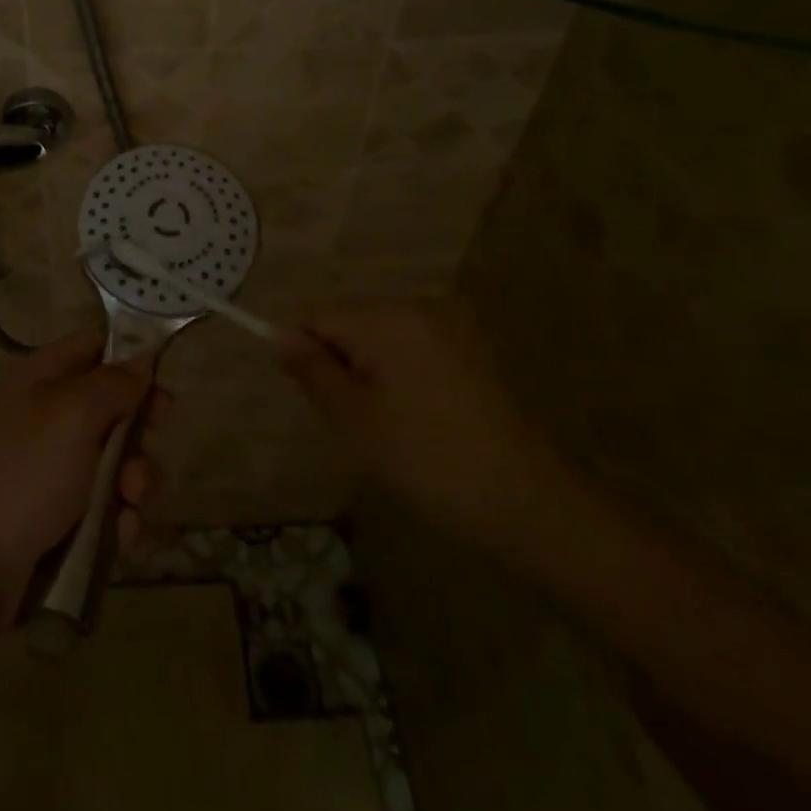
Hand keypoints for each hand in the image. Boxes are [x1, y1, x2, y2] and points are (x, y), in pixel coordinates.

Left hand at [0, 331, 158, 584]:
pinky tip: (121, 535)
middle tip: (142, 455)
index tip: (162, 388)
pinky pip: (106, 504)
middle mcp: (48, 415)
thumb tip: (141, 361)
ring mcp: (53, 467)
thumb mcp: (73, 415)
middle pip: (113, 408)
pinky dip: (119, 517)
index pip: (95, 347)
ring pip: (116, 461)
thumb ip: (113, 384)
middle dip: (138, 435)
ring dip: (134, 482)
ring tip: (129, 504)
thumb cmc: (25, 473)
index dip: (131, 361)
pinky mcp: (60, 514)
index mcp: (42, 377)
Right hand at [282, 298, 570, 555]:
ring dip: (369, 371)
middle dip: (340, 362)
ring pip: (380, 336)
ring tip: (389, 425)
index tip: (318, 400)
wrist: (530, 505)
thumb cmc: (428, 461)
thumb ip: (311, 370)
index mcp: (389, 316)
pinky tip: (418, 419)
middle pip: (350, 320)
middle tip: (355, 420)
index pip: (318, 315)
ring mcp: (452, 325)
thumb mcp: (353, 420)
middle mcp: (420, 305)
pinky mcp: (473, 348)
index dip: (306, 353)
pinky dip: (400, 374)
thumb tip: (280, 336)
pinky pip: (412, 347)